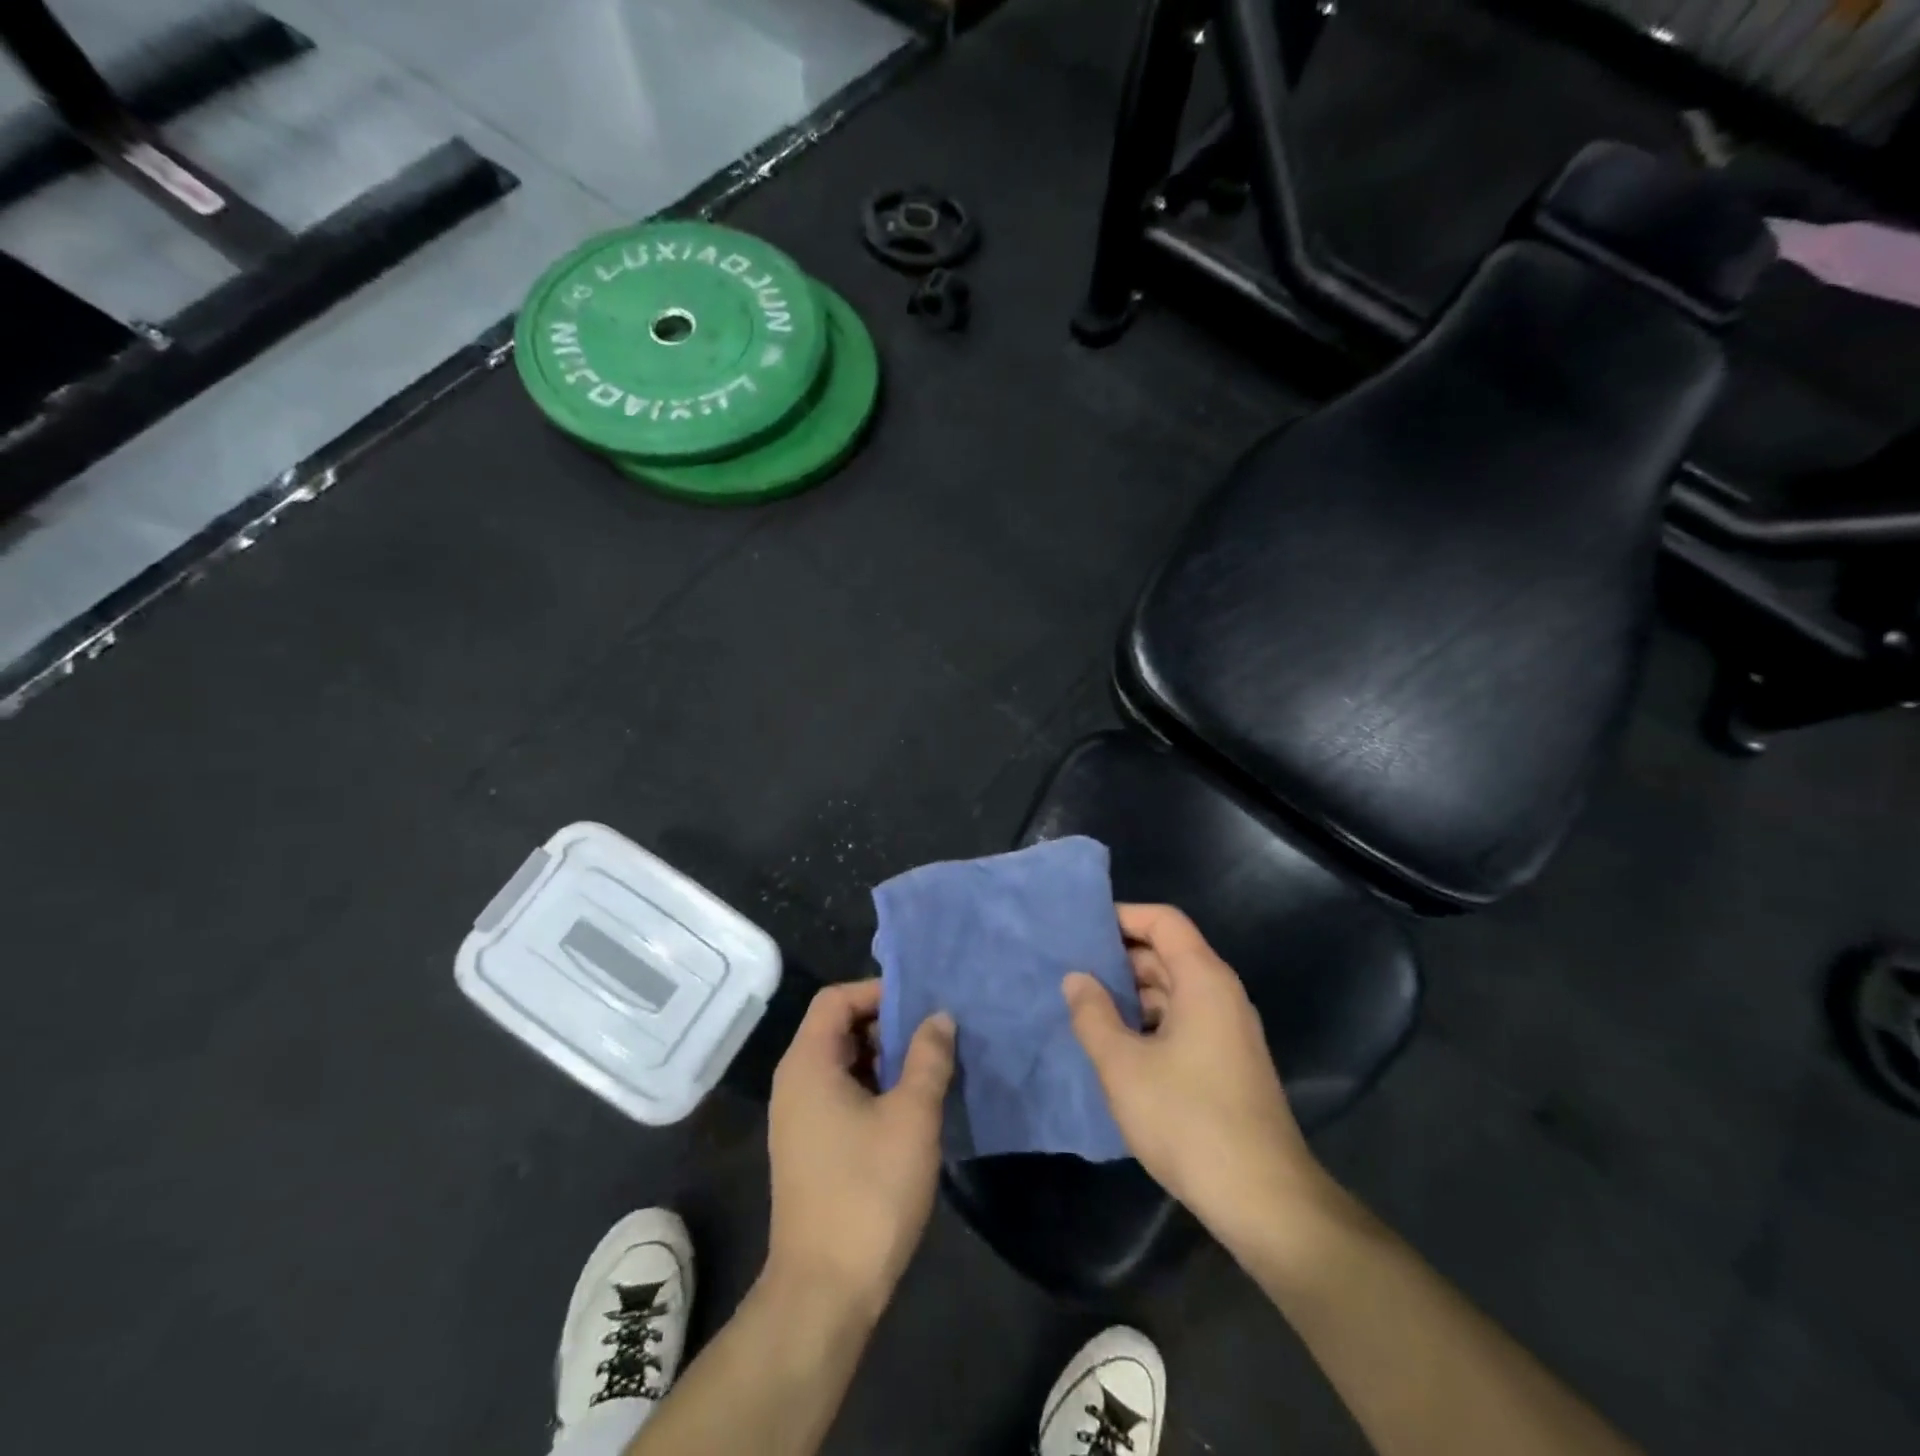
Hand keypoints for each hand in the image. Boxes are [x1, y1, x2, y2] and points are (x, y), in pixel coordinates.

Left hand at [765, 980, 954, 1322]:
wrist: (824, 1291)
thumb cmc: (868, 1192)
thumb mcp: (912, 1116)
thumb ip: (928, 1058)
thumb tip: (939, 1017)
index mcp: (808, 1063)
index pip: (836, 998)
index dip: (877, 992)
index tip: (921, 1006)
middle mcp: (794, 1082)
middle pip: (838, 1027)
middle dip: (886, 1026)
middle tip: (933, 1039)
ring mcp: (798, 1117)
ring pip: (843, 1063)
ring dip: (884, 1060)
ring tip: (929, 1071)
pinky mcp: (809, 1147)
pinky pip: (840, 1094)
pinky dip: (873, 1089)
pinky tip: (910, 1109)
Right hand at [1063, 904, 1333, 1246]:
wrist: (1264, 1200)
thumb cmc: (1188, 1119)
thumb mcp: (1123, 1065)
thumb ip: (1093, 1014)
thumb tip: (1076, 978)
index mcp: (1204, 980)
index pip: (1164, 921)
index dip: (1123, 916)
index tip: (1081, 928)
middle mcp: (1221, 995)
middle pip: (1168, 953)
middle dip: (1119, 957)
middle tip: (1071, 969)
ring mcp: (1227, 1031)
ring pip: (1173, 990)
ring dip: (1131, 993)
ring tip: (1084, 1005)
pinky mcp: (1227, 1062)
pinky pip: (1182, 1020)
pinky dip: (1148, 1020)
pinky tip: (1116, 1044)